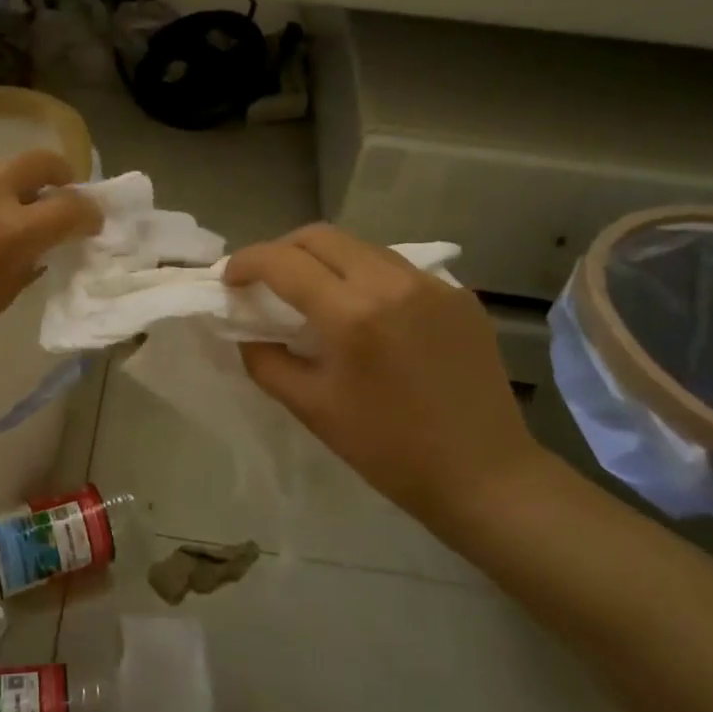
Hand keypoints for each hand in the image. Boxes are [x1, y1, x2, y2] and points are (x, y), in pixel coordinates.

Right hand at [225, 224, 545, 525]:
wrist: (483, 474)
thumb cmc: (388, 449)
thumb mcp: (311, 408)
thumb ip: (266, 360)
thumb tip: (246, 330)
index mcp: (352, 314)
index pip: (283, 262)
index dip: (246, 262)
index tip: (229, 280)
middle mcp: (393, 283)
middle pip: (321, 237)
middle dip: (281, 250)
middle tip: (264, 281)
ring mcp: (433, 284)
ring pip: (361, 247)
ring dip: (324, 259)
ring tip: (311, 292)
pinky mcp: (460, 295)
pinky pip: (397, 269)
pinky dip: (365, 277)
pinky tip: (364, 312)